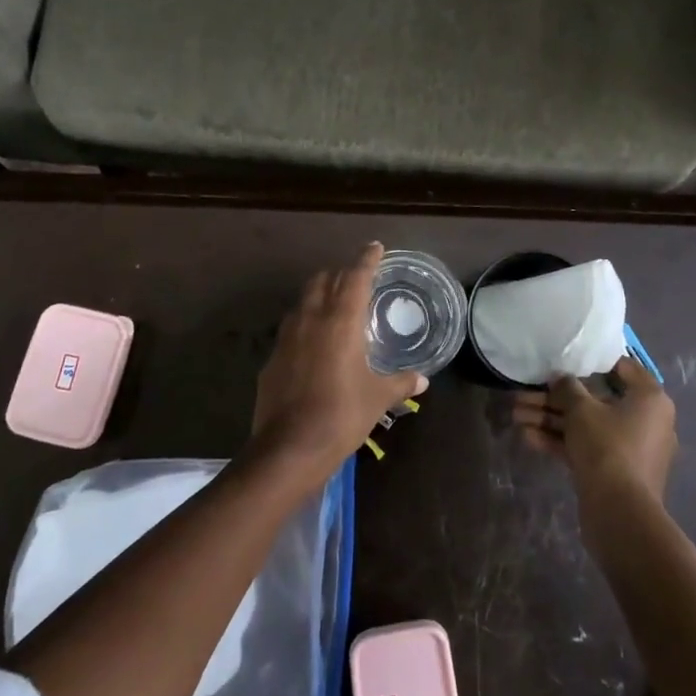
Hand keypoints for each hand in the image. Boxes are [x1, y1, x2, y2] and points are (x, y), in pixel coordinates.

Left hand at [248, 242, 426, 489]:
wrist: (289, 448)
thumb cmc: (341, 416)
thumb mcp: (378, 399)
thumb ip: (400, 383)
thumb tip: (422, 380)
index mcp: (341, 321)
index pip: (355, 277)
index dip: (366, 259)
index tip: (375, 247)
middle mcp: (311, 319)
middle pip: (324, 280)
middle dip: (340, 273)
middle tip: (356, 279)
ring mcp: (287, 336)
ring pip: (303, 300)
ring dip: (319, 295)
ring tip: (334, 307)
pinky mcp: (272, 357)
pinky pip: (291, 328)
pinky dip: (305, 323)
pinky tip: (313, 344)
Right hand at [512, 354, 676, 509]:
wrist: (620, 514)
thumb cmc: (607, 447)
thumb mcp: (581, 409)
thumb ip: (567, 388)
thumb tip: (560, 378)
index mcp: (649, 399)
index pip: (622, 368)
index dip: (591, 362)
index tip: (565, 360)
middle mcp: (645, 421)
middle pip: (595, 400)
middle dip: (555, 399)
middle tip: (524, 394)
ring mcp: (630, 449)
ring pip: (586, 426)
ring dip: (551, 420)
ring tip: (516, 415)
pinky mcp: (615, 472)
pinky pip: (587, 448)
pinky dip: (561, 441)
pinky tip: (527, 437)